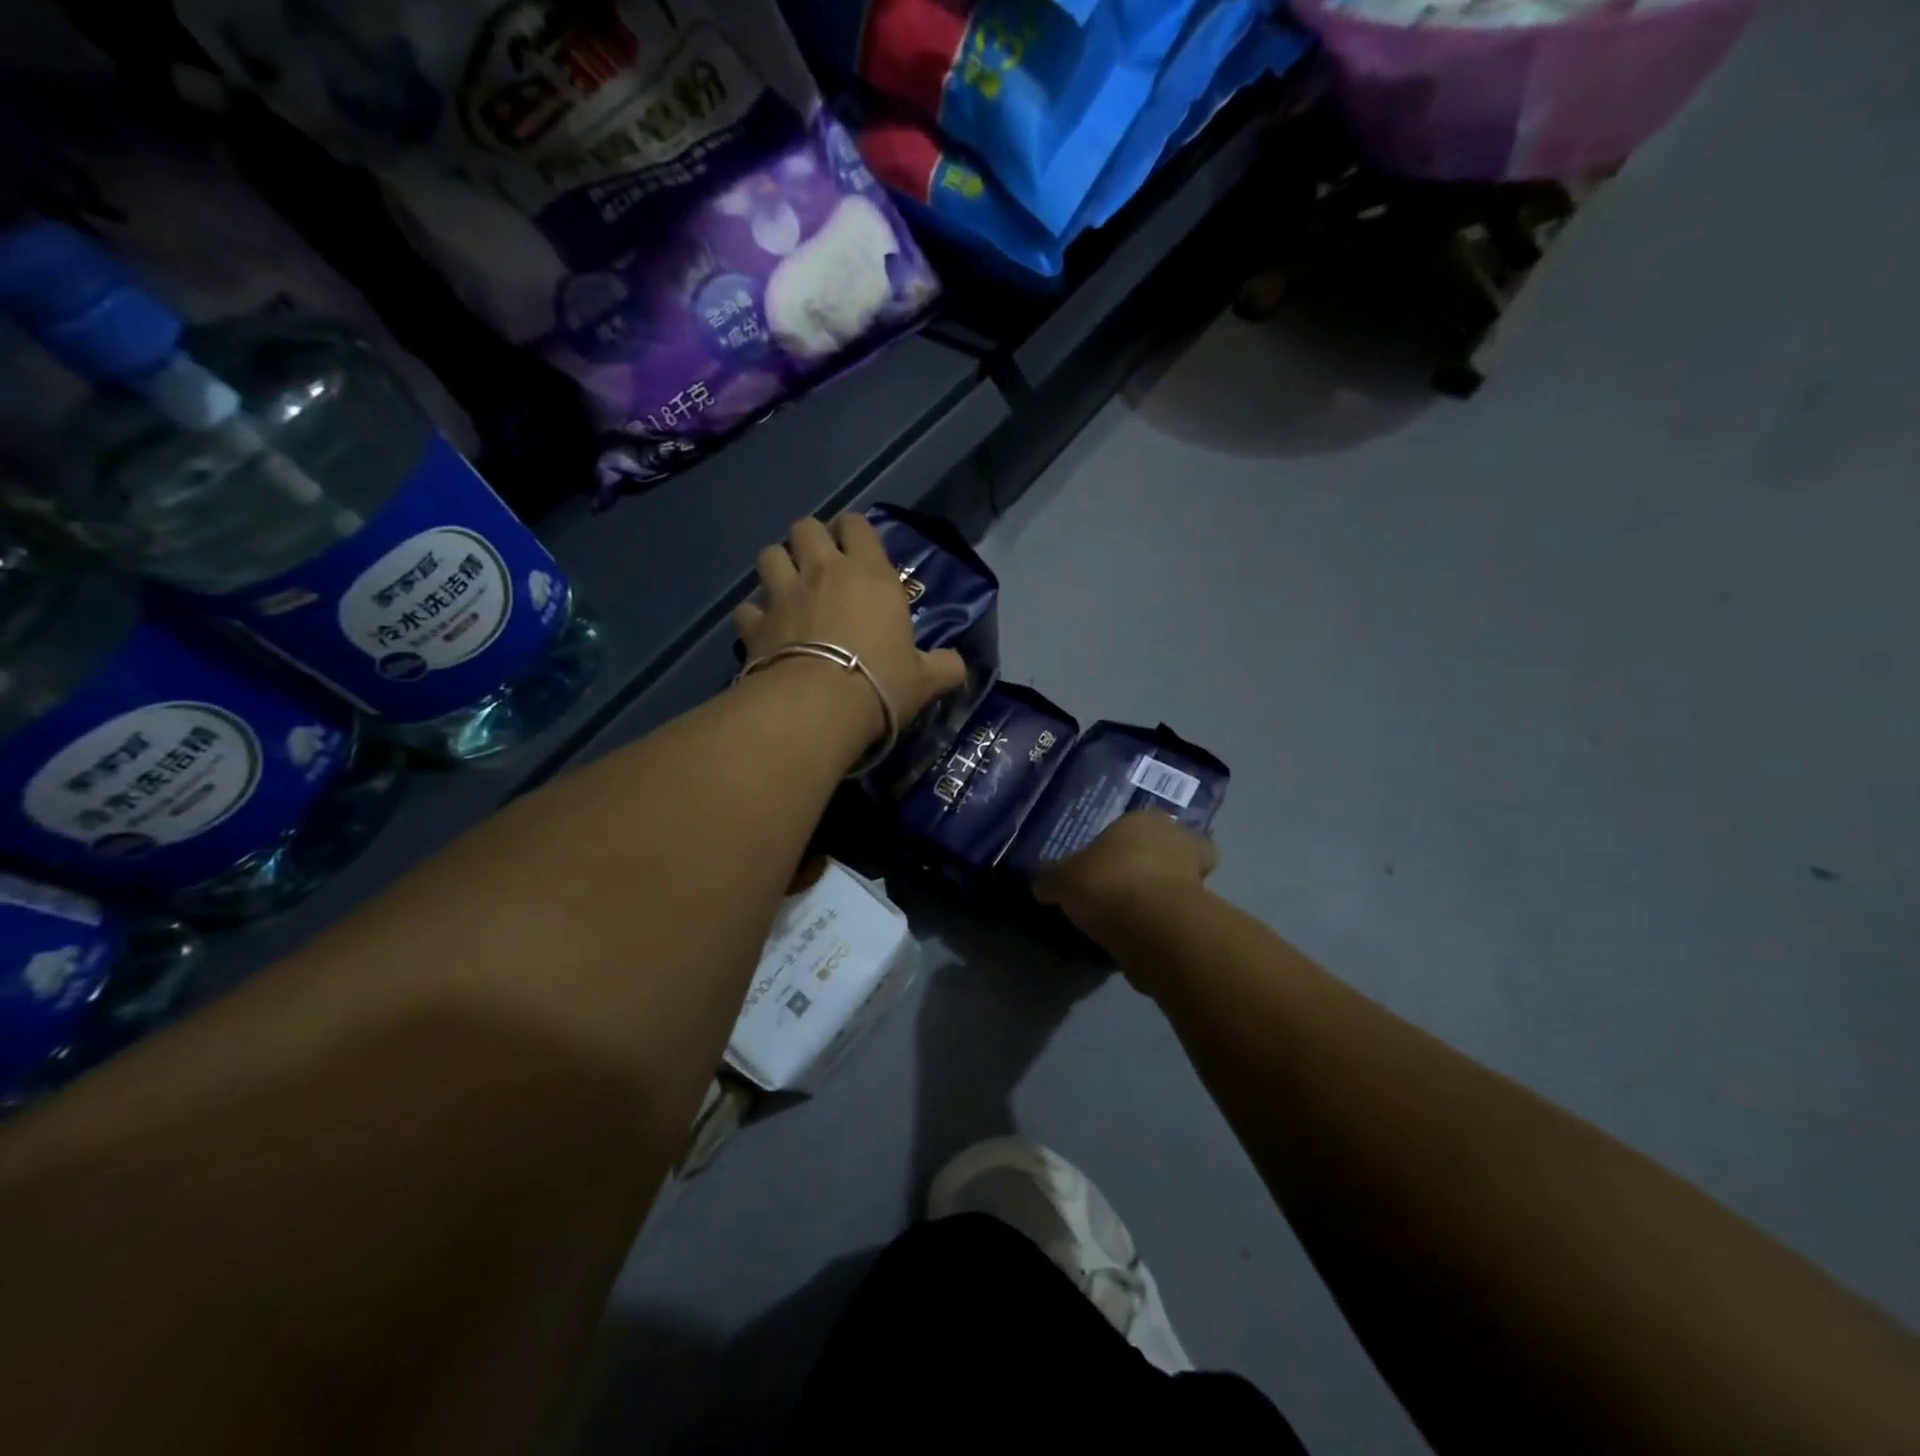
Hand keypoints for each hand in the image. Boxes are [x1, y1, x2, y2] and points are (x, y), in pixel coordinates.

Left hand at [734, 514, 966, 738]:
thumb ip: (944, 667)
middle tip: (820, 565)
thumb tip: (958, 666)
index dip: (855, 531)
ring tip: (787, 588)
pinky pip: (747, 608)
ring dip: (778, 566)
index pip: (857, 524)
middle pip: (805, 527)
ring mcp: (782, 595)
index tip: (858, 549)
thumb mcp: (925, 680)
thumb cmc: (881, 682)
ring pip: (768, 555)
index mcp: (869, 574)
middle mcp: (823, 572)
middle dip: (810, 540)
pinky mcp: (755, 625)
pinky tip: (764, 630)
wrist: (819, 706)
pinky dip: (755, 616)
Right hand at [1033, 811, 1218, 949]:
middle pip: (1171, 848)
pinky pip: (1183, 914)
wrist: (1152, 926)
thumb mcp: (1062, 879)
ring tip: (1138, 915)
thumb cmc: (1106, 882)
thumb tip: (1040, 884)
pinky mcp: (1206, 912)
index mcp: (1144, 819)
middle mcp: (1177, 839)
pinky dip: (1169, 922)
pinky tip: (1146, 935)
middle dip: (1158, 863)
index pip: (1139, 823)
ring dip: (1166, 894)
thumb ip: (1051, 879)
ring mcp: (1197, 876)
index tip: (1109, 862)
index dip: (1126, 842)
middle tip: (1132, 885)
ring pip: (1183, 881)